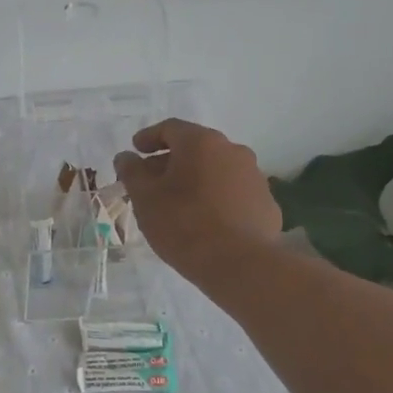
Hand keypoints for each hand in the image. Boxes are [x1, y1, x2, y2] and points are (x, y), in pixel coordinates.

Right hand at [114, 118, 281, 288]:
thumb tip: (126, 157)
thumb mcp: (145, 198)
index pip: (170, 128)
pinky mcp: (266, 203)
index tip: (135, 151)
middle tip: (151, 182)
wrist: (239, 264)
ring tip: (178, 204)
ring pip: (217, 170)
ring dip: (196, 180)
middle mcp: (233, 150)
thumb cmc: (183, 224)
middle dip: (171, 161)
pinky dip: (216, 198)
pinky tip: (205, 221)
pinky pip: (234, 193)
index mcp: (201, 142)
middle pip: (195, 148)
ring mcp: (254, 177)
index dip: (148, 138)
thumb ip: (132, 172)